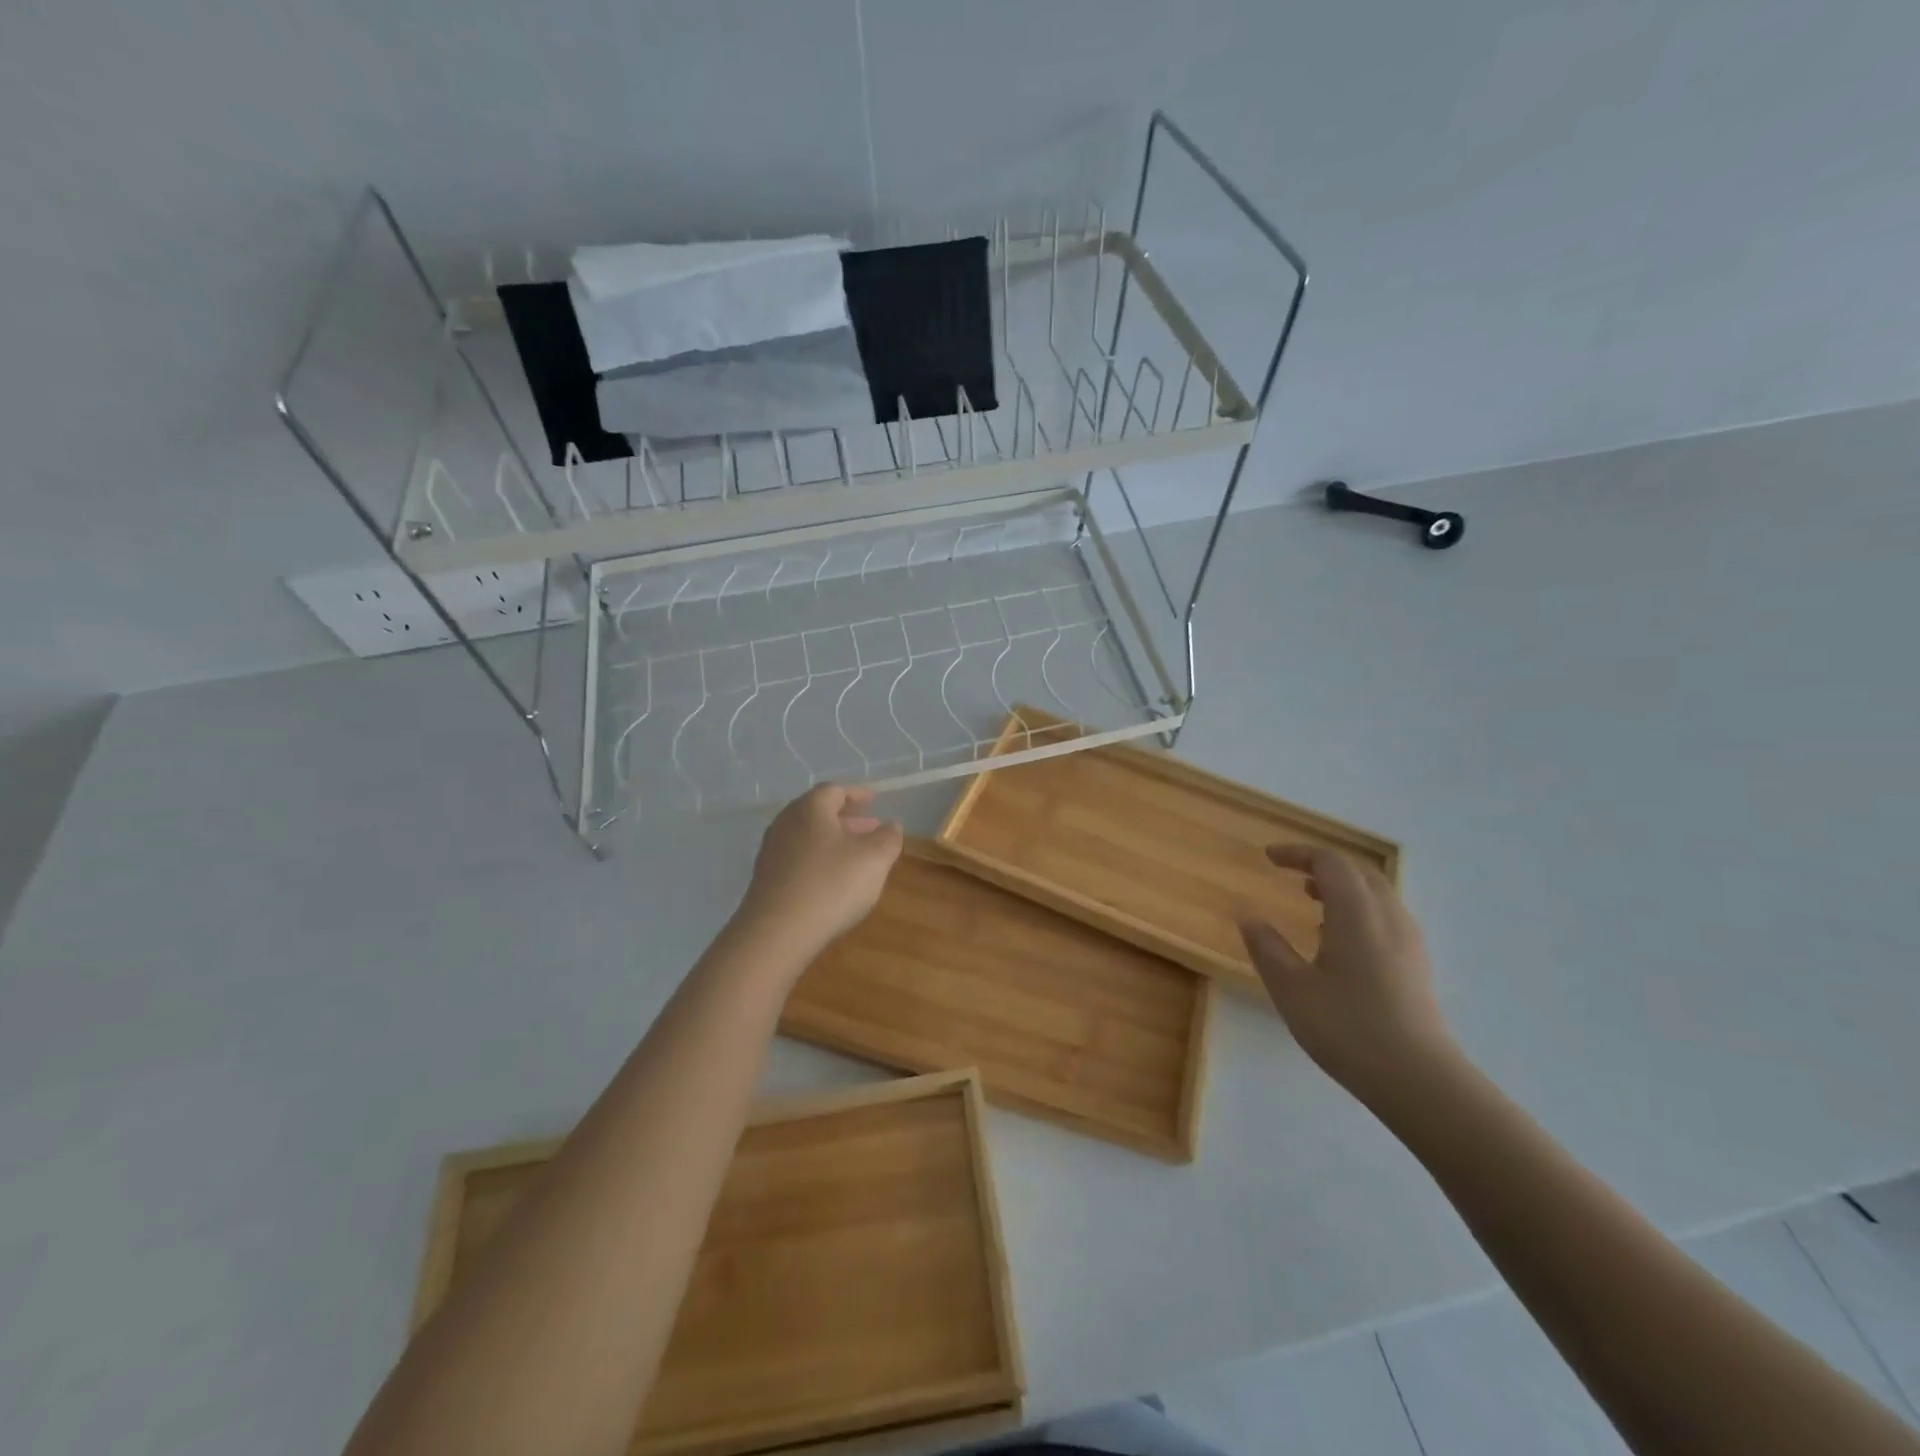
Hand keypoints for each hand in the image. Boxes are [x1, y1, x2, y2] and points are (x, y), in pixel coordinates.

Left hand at [736, 784, 903, 958]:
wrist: (776, 933)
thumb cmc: (831, 884)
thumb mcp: (874, 859)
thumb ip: (888, 837)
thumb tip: (891, 824)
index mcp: (810, 808)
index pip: (835, 790)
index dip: (857, 793)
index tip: (874, 799)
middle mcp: (786, 823)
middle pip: (818, 813)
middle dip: (848, 819)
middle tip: (871, 828)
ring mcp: (772, 852)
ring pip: (808, 837)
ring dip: (834, 841)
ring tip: (857, 856)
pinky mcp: (766, 880)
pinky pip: (798, 859)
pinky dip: (819, 860)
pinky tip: (833, 881)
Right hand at [1239, 846, 1459, 1106]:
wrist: (1418, 1080)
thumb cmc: (1347, 1028)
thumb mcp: (1291, 988)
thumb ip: (1267, 947)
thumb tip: (1248, 917)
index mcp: (1356, 912)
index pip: (1329, 862)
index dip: (1297, 853)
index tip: (1268, 858)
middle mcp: (1388, 916)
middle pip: (1359, 871)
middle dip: (1323, 865)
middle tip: (1291, 873)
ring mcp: (1409, 940)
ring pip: (1376, 893)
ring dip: (1342, 886)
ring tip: (1311, 901)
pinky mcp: (1417, 964)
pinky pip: (1386, 916)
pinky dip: (1358, 908)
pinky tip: (1339, 939)